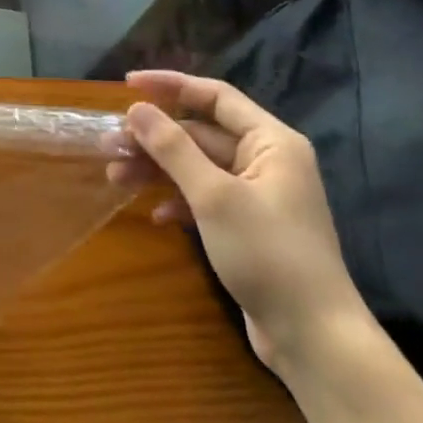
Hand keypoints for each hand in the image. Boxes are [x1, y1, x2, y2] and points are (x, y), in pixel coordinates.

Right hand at [108, 70, 373, 378]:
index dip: (170, 86)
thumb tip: (137, 109)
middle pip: (201, 133)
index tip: (126, 85)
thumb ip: (173, 148)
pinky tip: (155, 215)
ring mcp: (257, 195)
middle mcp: (266, 160)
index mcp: (271, 142)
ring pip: (197, 166)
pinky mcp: (247, 226)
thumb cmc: (268, 254)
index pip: (215, 96)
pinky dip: (177, 200)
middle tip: (109, 145)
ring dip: (158, 169)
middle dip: (154, 137)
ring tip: (115, 177)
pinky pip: (204, 197)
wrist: (313, 337)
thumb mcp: (214, 196)